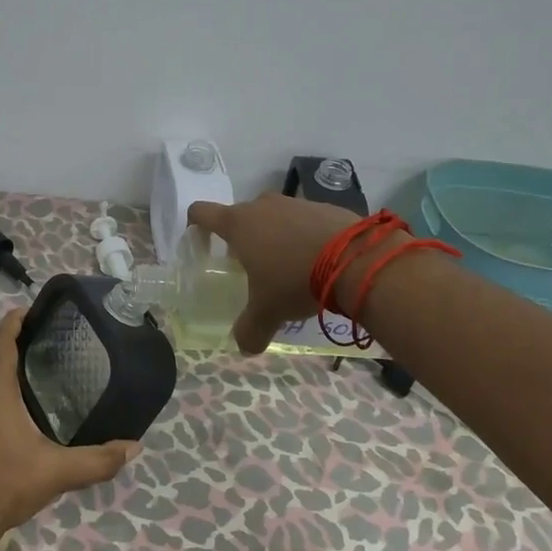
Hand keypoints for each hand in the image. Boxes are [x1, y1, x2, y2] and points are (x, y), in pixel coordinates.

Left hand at [0, 309, 139, 550]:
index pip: (0, 342)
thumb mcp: (57, 473)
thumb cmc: (6, 485)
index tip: (30, 309)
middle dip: (2, 334)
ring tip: (20, 358)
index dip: (12, 321)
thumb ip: (97, 460)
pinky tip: (3, 399)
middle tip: (31, 330)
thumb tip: (134, 448)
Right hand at [188, 194, 363, 353]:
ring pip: (274, 217)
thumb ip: (250, 329)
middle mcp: (262, 205)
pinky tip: (319, 261)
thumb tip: (244, 347)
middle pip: (240, 216)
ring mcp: (294, 203)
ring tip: (289, 267)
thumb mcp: (268, 311)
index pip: (201, 212)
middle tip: (251, 267)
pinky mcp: (324, 206)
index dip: (196, 225)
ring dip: (275, 236)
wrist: (355, 259)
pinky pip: (304, 220)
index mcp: (238, 224)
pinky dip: (304, 236)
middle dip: (242, 239)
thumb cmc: (295, 279)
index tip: (200, 243)